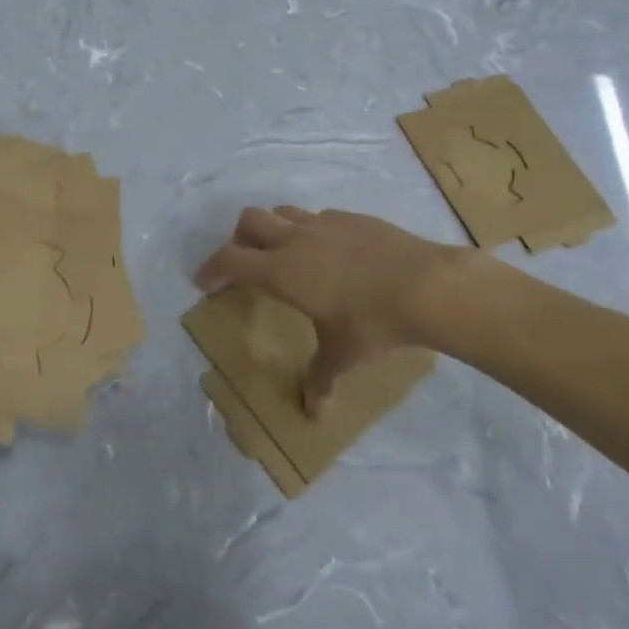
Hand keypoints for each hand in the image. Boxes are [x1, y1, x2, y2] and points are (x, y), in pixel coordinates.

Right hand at [196, 207, 473, 416]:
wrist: (425, 285)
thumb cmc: (372, 323)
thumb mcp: (342, 356)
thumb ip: (320, 380)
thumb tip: (313, 416)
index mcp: (281, 271)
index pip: (230, 260)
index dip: (211, 269)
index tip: (203, 281)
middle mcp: (296, 240)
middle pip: (249, 220)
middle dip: (239, 239)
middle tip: (245, 264)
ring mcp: (325, 223)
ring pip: (283, 212)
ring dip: (273, 229)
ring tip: (285, 254)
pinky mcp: (353, 218)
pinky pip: (319, 217)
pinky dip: (311, 231)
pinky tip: (331, 254)